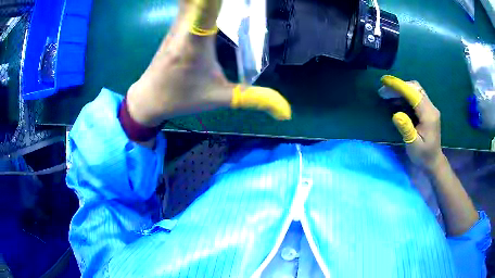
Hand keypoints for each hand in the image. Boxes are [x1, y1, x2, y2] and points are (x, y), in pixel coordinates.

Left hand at [126, 0, 291, 127]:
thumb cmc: (181, 97)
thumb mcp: (219, 98)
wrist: (148, 98)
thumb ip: (254, 99)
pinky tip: (211, 2)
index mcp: (195, 41)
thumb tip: (286, 112)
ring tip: (235, 0)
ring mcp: (177, 23)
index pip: (207, 5)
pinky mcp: (175, 25)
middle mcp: (185, 26)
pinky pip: (188, 2)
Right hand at [381, 75, 444, 170]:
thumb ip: (406, 129)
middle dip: (398, 86)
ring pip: (415, 90)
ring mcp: (430, 108)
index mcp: (429, 115)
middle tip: (383, 92)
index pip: (414, 94)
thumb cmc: (423, 156)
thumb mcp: (413, 146)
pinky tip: (396, 100)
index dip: (399, 86)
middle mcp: (431, 107)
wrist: (433, 162)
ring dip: (401, 89)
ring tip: (386, 94)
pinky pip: (416, 96)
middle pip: (415, 88)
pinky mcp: (427, 110)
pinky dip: (404, 94)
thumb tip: (396, 114)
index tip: (385, 82)